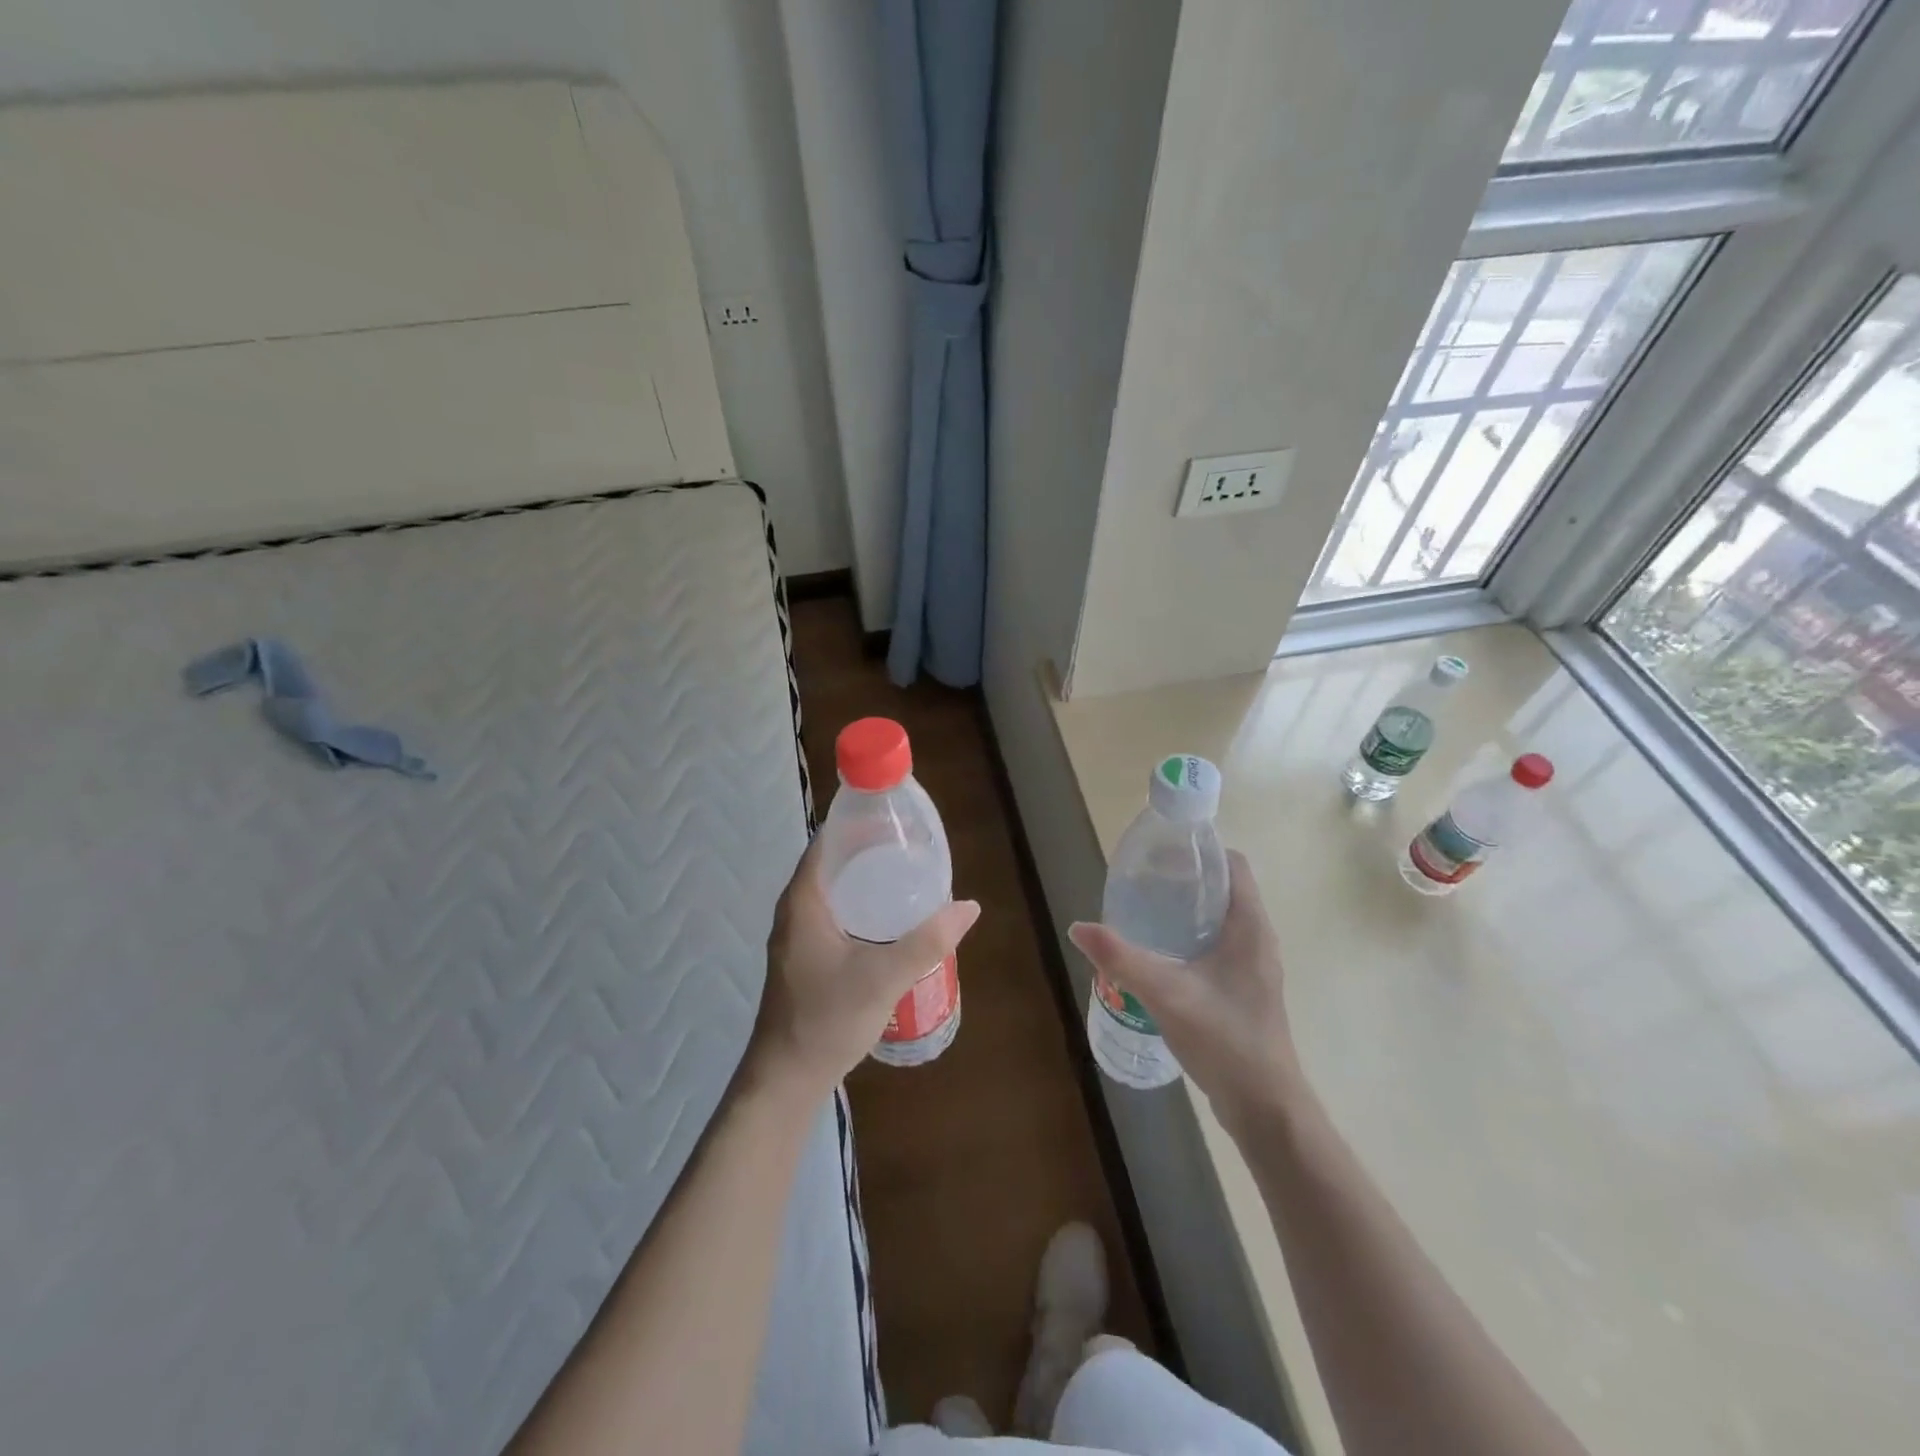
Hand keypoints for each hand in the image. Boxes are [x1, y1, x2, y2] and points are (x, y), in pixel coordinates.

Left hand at [746, 837, 980, 1098]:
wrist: (787, 1079)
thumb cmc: (827, 1019)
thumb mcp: (884, 977)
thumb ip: (927, 941)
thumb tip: (968, 906)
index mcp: (804, 901)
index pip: (828, 842)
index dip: (859, 824)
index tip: (897, 820)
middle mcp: (796, 911)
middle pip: (834, 864)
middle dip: (870, 851)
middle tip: (912, 848)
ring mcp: (798, 936)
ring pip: (835, 892)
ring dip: (866, 880)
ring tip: (908, 877)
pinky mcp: (806, 957)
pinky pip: (835, 914)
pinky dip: (861, 905)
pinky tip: (890, 920)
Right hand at [1069, 851, 1301, 1128]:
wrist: (1265, 1108)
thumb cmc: (1225, 1039)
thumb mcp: (1166, 994)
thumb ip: (1121, 959)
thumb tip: (1078, 927)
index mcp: (1250, 927)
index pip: (1233, 865)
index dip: (1200, 851)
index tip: (1161, 854)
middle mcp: (1257, 940)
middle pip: (1223, 890)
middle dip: (1184, 881)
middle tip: (1142, 883)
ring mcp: (1253, 968)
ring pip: (1220, 921)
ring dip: (1186, 912)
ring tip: (1143, 914)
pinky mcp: (1244, 991)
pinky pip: (1218, 948)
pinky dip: (1190, 940)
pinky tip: (1159, 957)